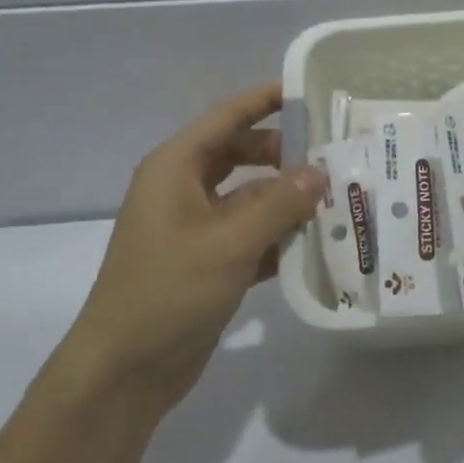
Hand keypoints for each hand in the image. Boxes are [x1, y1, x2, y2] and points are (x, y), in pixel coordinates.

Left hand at [67, 84, 324, 405]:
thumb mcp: (229, 243)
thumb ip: (280, 203)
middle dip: (285, 154)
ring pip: (251, 197)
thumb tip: (321, 171)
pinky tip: (319, 241)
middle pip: (242, 154)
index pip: (226, 118)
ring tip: (339, 197)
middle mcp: (184, 190)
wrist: (124, 371)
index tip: (309, 92)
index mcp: (175, 169)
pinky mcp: (209, 262)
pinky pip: (252, 234)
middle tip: (335, 155)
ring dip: (288, 198)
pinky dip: (280, 235)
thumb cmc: (168, 292)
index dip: (265, 100)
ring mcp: (196, 228)